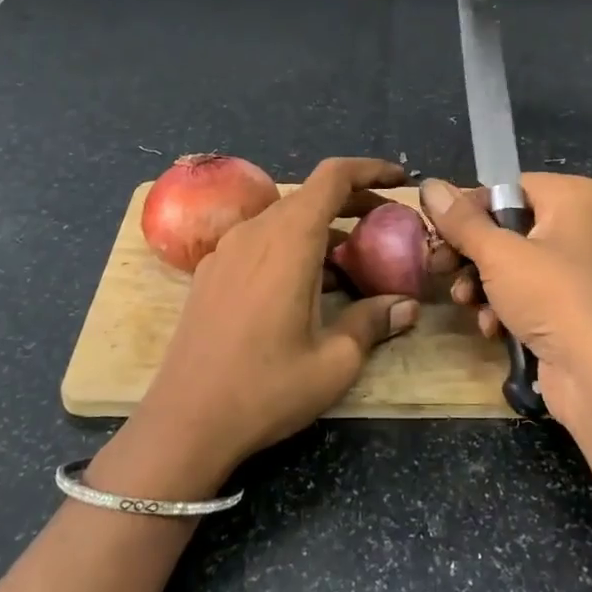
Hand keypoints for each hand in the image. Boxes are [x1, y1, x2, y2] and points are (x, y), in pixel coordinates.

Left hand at [123, 158, 421, 488]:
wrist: (184, 422)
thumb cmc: (264, 390)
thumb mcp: (334, 363)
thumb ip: (373, 322)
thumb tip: (407, 305)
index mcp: (288, 241)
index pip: (333, 177)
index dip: (370, 170)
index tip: (400, 181)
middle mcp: (255, 232)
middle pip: (310, 196)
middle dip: (353, 203)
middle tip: (387, 227)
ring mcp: (227, 250)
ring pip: (284, 218)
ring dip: (322, 228)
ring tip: (353, 263)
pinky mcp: (211, 272)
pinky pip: (260, 240)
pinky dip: (292, 246)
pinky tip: (307, 287)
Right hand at [419, 174, 591, 415]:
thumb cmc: (553, 296)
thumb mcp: (498, 254)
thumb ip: (461, 221)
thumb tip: (428, 185)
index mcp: (574, 197)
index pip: (508, 187)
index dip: (468, 209)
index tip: (434, 230)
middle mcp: (582, 225)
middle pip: (508, 227)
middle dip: (471, 253)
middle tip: (439, 267)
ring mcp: (580, 269)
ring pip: (513, 264)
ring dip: (482, 285)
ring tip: (466, 302)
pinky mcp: (574, 308)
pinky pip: (530, 294)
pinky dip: (506, 308)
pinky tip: (492, 328)